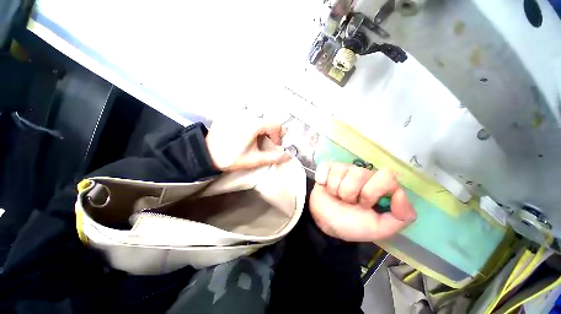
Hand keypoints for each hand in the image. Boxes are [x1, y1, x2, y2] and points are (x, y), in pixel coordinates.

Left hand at [205, 117, 290, 170]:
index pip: (276, 125)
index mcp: (254, 124)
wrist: (206, 155)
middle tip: (263, 143)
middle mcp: (247, 114)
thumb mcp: (255, 160)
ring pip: (257, 117)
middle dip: (269, 133)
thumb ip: (274, 157)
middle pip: (267, 121)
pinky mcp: (229, 113)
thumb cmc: (231, 158)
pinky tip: (243, 132)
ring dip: (260, 128)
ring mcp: (237, 112)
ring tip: (253, 138)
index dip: (277, 137)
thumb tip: (289, 156)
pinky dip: (250, 122)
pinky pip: (246, 114)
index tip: (272, 146)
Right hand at [310, 163, 415, 241]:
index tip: (365, 205)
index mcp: (379, 185)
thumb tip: (399, 193)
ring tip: (336, 197)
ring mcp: (343, 168)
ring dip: (335, 190)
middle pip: (359, 173)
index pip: (386, 176)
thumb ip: (402, 216)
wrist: (326, 223)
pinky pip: (324, 168)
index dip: (373, 192)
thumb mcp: (380, 228)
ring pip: (340, 171)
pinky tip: (324, 186)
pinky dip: (322, 179)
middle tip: (349, 202)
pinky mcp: (326, 168)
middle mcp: (362, 173)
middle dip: (351, 193)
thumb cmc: (352, 224)